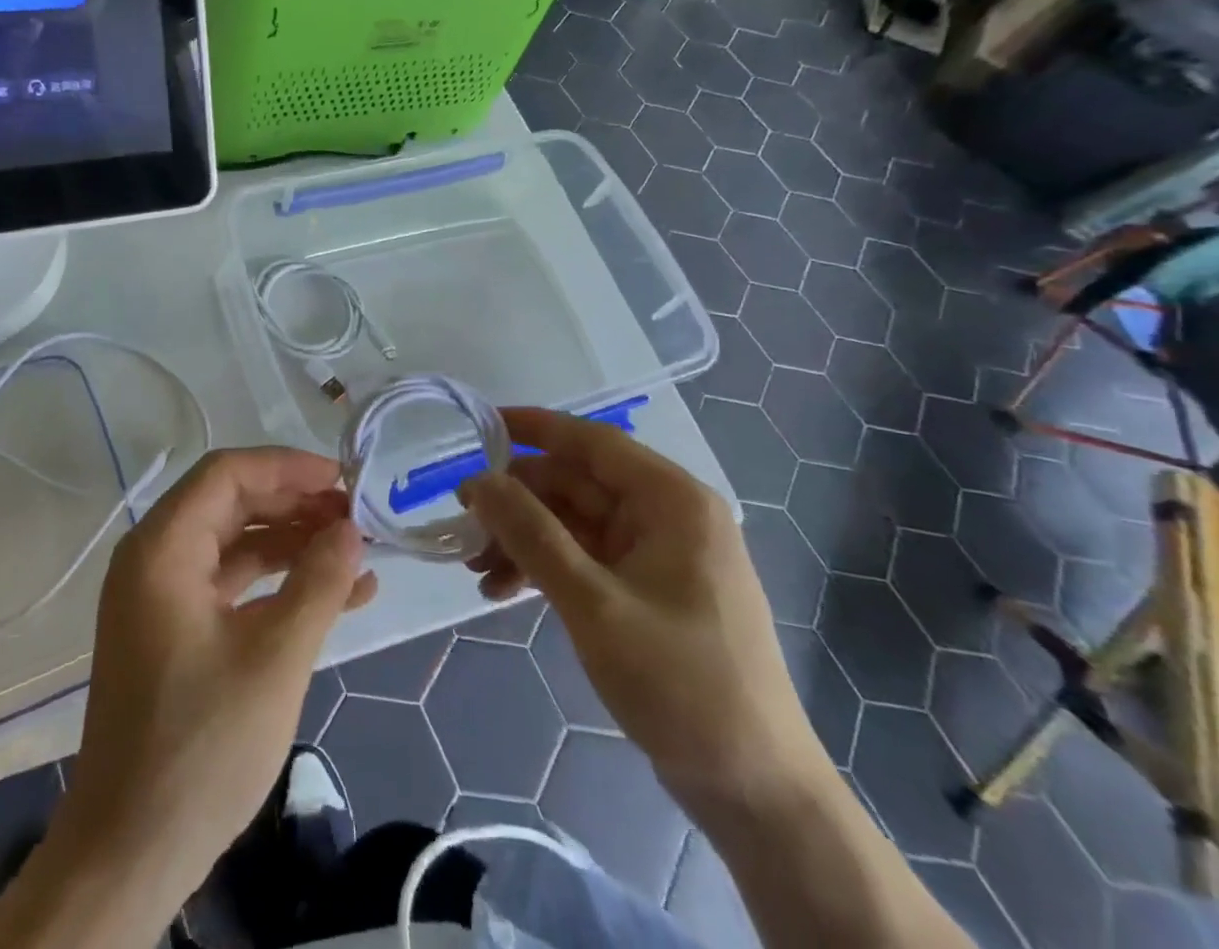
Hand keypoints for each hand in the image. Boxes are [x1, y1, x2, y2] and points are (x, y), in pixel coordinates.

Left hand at [54, 446, 377, 914]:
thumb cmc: (201, 745)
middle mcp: (155, 559)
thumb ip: (318, 582)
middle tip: (356, 518)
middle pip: (232, 504)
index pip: (227, 473)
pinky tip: (335, 597)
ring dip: (294, 545)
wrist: (130, 852)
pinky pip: (231, 586)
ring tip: (357, 554)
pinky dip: (278, 584)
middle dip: (296, 506)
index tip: (342, 480)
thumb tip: (351, 530)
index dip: (287, 468)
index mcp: (162, 548)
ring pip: (236, 544)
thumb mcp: (275, 658)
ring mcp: (163, 597)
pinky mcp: (175, 631)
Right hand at [461, 409, 827, 812]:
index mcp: (671, 501)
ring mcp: (658, 555)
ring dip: (523, 539)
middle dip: (517, 502)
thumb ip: (531, 534)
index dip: (534, 428)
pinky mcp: (647, 591)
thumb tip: (477, 480)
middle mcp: (666, 516)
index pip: (592, 441)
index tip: (479, 426)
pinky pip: (584, 558)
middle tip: (462, 522)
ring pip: (573, 523)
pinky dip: (544, 568)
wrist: (755, 792)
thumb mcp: (593, 604)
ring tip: (475, 569)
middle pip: (576, 485)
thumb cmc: (681, 684)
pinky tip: (503, 592)